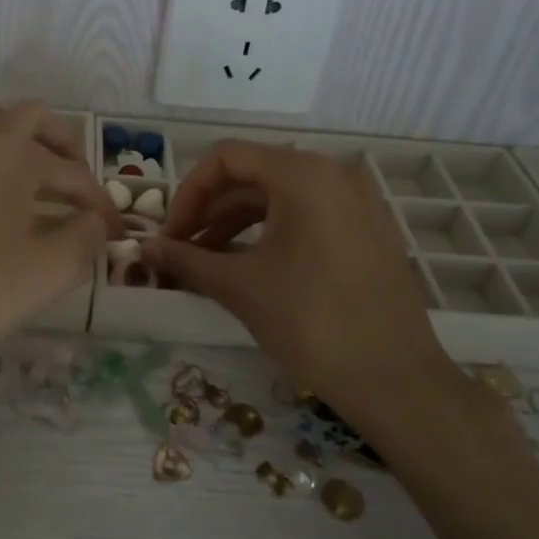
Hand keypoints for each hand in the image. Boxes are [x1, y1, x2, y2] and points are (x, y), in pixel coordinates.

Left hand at [0, 90, 120, 380]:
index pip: (71, 172)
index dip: (97, 200)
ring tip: (17, 165)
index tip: (108, 228)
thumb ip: (85, 238)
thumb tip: (94, 220)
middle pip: (28, 116)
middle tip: (68, 180)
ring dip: (7, 129)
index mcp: (13, 155)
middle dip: (59, 144)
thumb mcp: (49, 273)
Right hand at [144, 141, 454, 409]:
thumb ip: (187, 260)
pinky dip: (268, 232)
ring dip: (235, 223)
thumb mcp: (240, 287)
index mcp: (303, 174)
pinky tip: (246, 265)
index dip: (188, 193)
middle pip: (253, 174)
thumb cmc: (311, 322)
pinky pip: (305, 214)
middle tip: (181, 250)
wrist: (394, 380)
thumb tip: (144, 250)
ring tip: (205, 261)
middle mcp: (332, 174)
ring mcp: (355, 201)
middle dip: (209, 210)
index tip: (170, 235)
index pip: (227, 158)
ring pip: (278, 196)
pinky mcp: (365, 229)